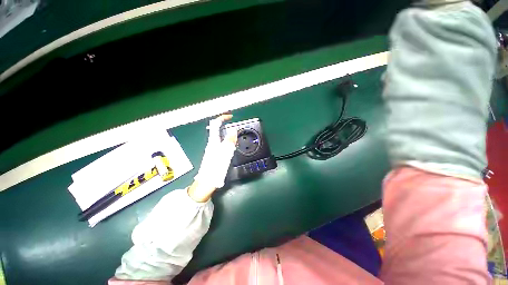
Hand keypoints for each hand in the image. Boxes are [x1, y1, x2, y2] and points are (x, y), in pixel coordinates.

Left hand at [188, 114, 236, 201]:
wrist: (207, 182)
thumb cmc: (215, 167)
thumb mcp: (225, 153)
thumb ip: (230, 141)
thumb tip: (234, 130)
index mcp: (213, 141)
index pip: (215, 124)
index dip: (222, 118)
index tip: (231, 117)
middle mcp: (212, 143)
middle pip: (218, 130)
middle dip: (227, 127)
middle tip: (236, 130)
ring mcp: (213, 149)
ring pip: (221, 138)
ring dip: (229, 136)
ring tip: (236, 139)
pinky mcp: (215, 155)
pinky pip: (222, 145)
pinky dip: (228, 143)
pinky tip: (232, 148)